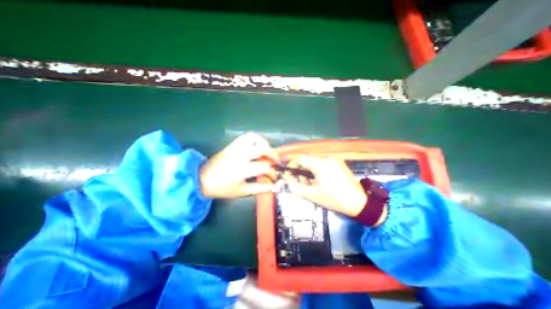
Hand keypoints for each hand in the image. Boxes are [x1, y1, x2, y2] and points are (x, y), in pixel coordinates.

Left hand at [198, 131, 277, 198]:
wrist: (201, 179)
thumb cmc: (221, 188)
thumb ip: (259, 188)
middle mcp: (239, 155)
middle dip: (273, 154)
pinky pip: (246, 137)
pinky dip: (255, 139)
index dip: (272, 172)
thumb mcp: (241, 191)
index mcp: (241, 169)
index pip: (264, 167)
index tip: (274, 177)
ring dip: (264, 143)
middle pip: (262, 149)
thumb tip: (273, 186)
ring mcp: (235, 148)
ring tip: (267, 151)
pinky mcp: (231, 145)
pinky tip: (257, 147)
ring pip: (254, 138)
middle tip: (276, 161)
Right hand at [284, 157, 364, 216]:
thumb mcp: (311, 194)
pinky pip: (321, 163)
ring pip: (314, 161)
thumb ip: (295, 185)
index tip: (288, 175)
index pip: (300, 158)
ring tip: (310, 183)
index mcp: (321, 164)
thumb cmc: (334, 199)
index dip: (291, 165)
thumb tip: (286, 177)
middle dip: (300, 170)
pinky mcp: (338, 162)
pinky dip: (316, 170)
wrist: (359, 203)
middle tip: (299, 182)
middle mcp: (327, 157)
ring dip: (308, 170)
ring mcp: (334, 159)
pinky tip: (319, 180)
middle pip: (307, 159)